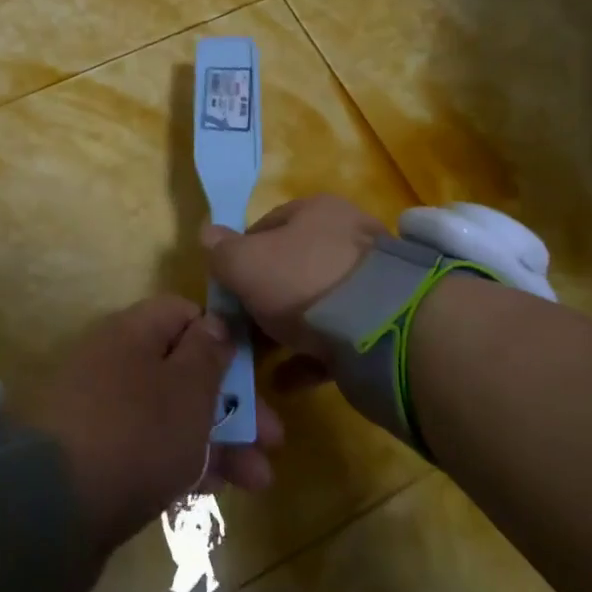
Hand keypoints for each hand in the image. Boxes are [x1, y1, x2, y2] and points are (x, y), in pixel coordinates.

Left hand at [16, 296, 283, 569]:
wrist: (50, 507)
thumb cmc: (135, 433)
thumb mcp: (186, 388)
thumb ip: (208, 353)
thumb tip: (216, 322)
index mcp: (133, 332)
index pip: (182, 314)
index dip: (221, 336)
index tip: (254, 370)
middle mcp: (115, 362)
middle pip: (183, 369)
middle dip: (232, 403)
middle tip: (273, 440)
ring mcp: (103, 411)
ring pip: (171, 414)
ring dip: (218, 441)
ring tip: (258, 480)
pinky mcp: (96, 457)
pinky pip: (149, 448)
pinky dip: (183, 463)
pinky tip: (214, 490)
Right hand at [201, 195, 385, 377]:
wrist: (382, 328)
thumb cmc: (302, 280)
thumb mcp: (245, 263)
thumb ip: (222, 251)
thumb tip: (207, 234)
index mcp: (315, 211)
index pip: (266, 227)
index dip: (239, 257)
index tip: (225, 289)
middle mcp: (346, 237)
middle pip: (291, 267)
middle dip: (263, 298)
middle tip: (242, 328)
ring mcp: (369, 281)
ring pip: (314, 305)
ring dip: (285, 331)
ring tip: (261, 358)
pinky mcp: (384, 322)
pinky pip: (336, 338)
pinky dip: (309, 357)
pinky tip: (286, 380)